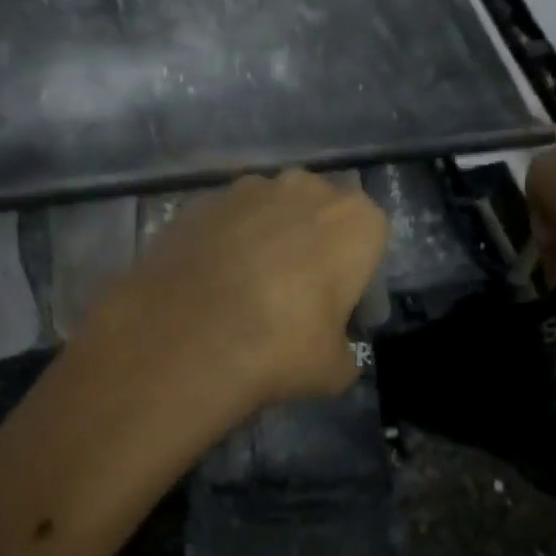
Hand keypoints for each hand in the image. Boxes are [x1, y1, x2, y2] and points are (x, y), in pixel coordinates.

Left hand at [84, 171, 388, 413]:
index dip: (355, 270)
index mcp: (354, 218)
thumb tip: (335, 354)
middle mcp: (304, 187)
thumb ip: (344, 351)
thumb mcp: (334, 369)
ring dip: (265, 237)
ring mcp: (246, 187)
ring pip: (269, 210)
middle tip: (294, 293)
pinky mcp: (200, 200)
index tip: (337, 306)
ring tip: (244, 287)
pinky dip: (223, 241)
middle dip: (310, 243)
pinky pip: (226, 219)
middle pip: (318, 212)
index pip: (369, 235)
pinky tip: (210, 281)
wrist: (187, 333)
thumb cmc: (280, 344)